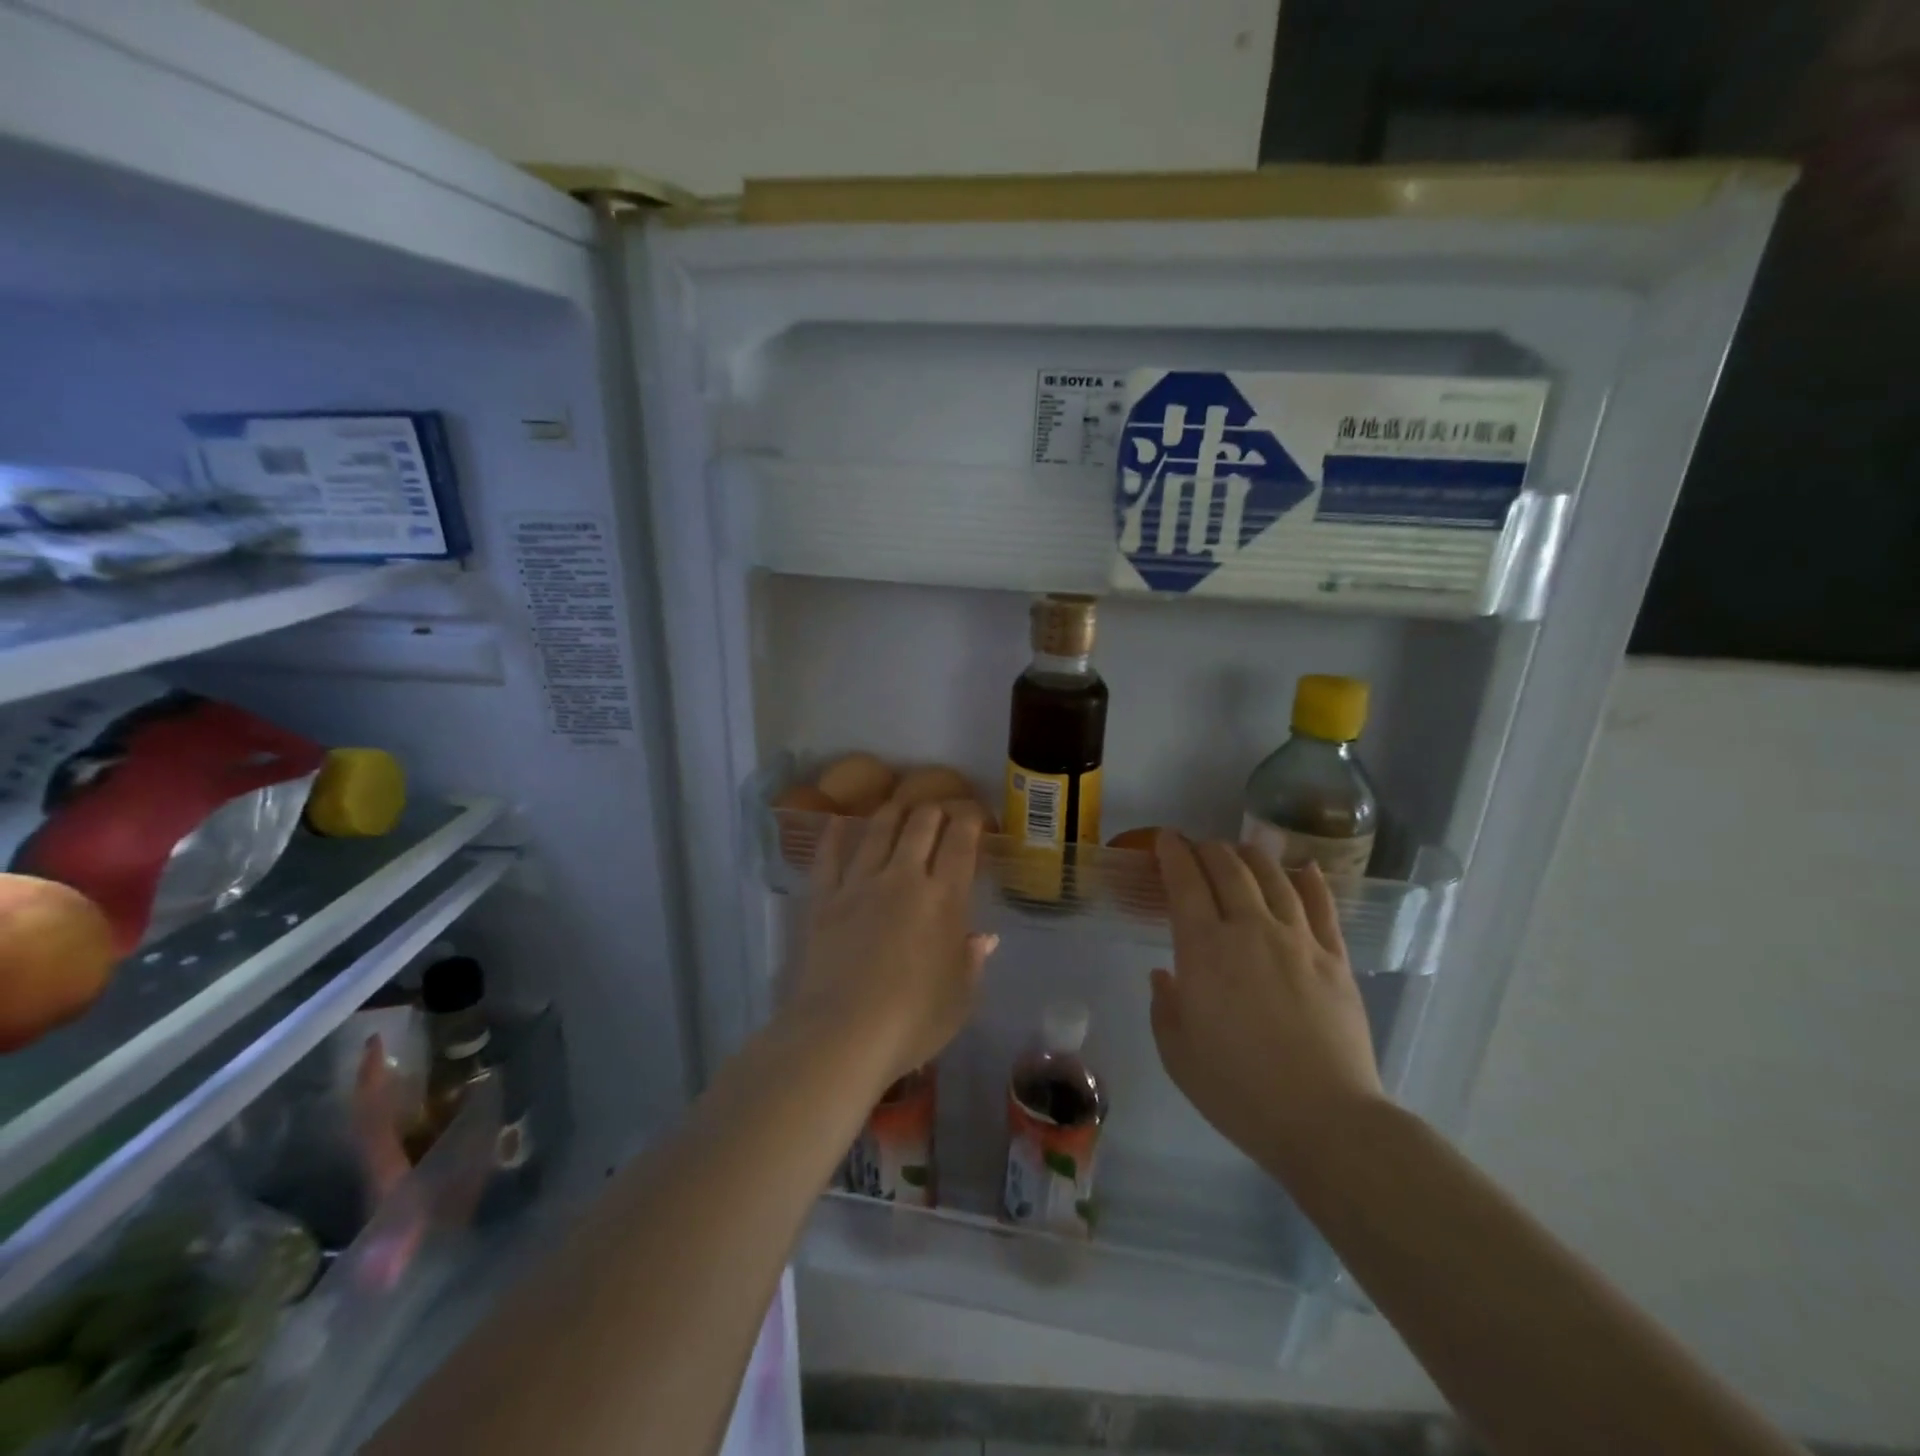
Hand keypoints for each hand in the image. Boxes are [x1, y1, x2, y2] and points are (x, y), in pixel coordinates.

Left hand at [787, 801, 997, 1089]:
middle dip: (934, 809)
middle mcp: (904, 878)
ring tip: (900, 805)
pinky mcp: (824, 899)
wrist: (843, 1034)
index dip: (969, 820)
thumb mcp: (960, 999)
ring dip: (892, 812)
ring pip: (878, 831)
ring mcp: (860, 884)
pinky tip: (836, 822)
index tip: (974, 815)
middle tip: (940, 810)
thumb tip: (984, 938)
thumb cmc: (913, 1021)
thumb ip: (972, 962)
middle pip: (920, 825)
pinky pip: (828, 858)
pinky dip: (833, 836)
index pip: (961, 842)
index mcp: (945, 899)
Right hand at [1148, 834, 1384, 1178]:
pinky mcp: (1334, 958)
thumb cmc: (1238, 1090)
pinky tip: (1302, 869)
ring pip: (1273, 877)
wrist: (1324, 1120)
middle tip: (1197, 847)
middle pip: (1228, 869)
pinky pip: (1322, 906)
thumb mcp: (1178, 1055)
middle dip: (1208, 849)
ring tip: (1241, 849)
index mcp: (1204, 949)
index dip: (1172, 853)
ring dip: (1252, 856)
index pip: (1185, 882)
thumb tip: (1165, 975)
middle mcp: (1250, 929)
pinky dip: (1309, 881)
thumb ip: (1165, 1007)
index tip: (1165, 839)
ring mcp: (1298, 940)